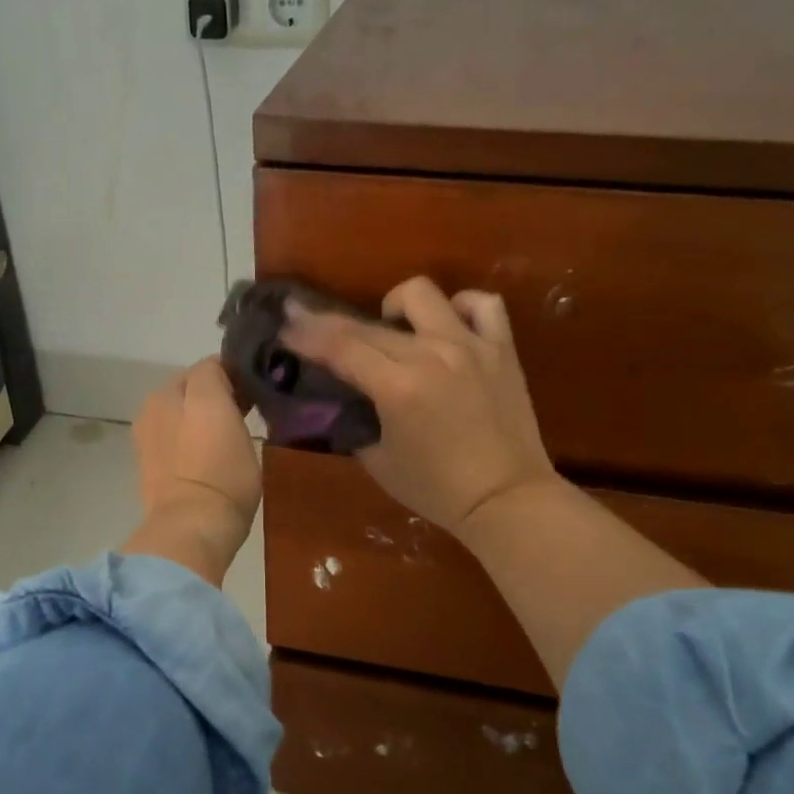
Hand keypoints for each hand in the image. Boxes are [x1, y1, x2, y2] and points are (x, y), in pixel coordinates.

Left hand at [122, 359, 260, 585]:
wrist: (193, 527)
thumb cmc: (219, 470)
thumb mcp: (223, 410)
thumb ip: (218, 381)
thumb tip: (222, 373)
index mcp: (169, 391)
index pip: (209, 367)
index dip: (236, 376)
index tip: (257, 393)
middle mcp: (153, 408)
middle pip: (193, 390)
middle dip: (217, 396)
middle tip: (246, 415)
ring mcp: (149, 440)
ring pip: (184, 415)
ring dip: (202, 418)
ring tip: (229, 437)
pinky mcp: (152, 468)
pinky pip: (177, 440)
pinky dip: (190, 440)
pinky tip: (208, 456)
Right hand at [282, 277, 557, 540]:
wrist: (507, 498)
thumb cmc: (438, 489)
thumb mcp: (379, 462)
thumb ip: (357, 423)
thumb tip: (344, 401)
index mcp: (398, 387)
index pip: (340, 347)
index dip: (307, 334)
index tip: (286, 323)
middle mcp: (432, 354)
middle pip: (369, 324)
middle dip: (330, 323)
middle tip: (313, 325)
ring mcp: (470, 346)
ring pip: (423, 294)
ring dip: (396, 307)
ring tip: (394, 329)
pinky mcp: (501, 349)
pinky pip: (482, 305)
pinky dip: (460, 308)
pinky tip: (448, 325)